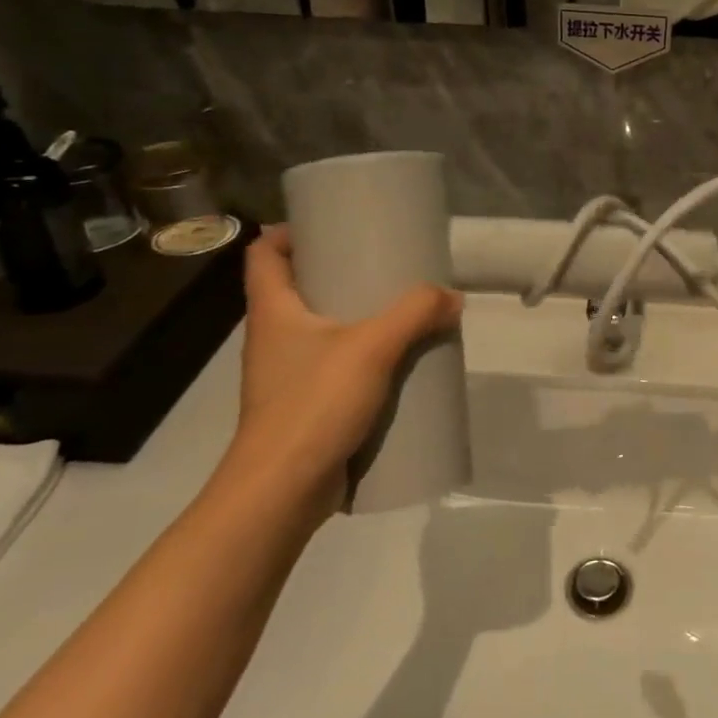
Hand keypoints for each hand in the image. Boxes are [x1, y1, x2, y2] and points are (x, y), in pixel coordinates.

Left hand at [221, 226, 462, 515]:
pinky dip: (359, 357)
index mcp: (273, 311)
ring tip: (397, 310)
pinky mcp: (304, 406)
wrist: (281, 492)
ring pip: (318, 330)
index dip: (289, 232)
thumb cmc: (313, 405)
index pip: (264, 254)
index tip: (331, 225)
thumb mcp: (372, 348)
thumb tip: (452, 297)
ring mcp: (286, 375)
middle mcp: (273, 338)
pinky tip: (394, 363)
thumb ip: (415, 314)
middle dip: (336, 272)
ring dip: (353, 317)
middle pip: (296, 288)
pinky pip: (332, 367)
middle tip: (381, 263)